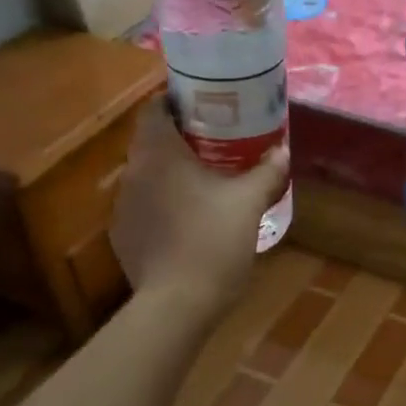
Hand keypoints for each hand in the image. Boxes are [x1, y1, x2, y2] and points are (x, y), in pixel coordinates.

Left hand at [110, 97, 289, 320]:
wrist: (177, 303)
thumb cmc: (213, 241)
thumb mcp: (248, 203)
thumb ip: (266, 172)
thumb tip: (282, 149)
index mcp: (158, 154)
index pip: (154, 109)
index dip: (176, 101)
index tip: (204, 105)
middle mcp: (133, 173)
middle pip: (151, 142)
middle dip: (181, 137)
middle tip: (216, 141)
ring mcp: (122, 206)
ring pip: (147, 175)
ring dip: (171, 171)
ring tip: (204, 179)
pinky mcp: (122, 235)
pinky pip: (144, 205)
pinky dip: (163, 202)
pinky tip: (188, 218)